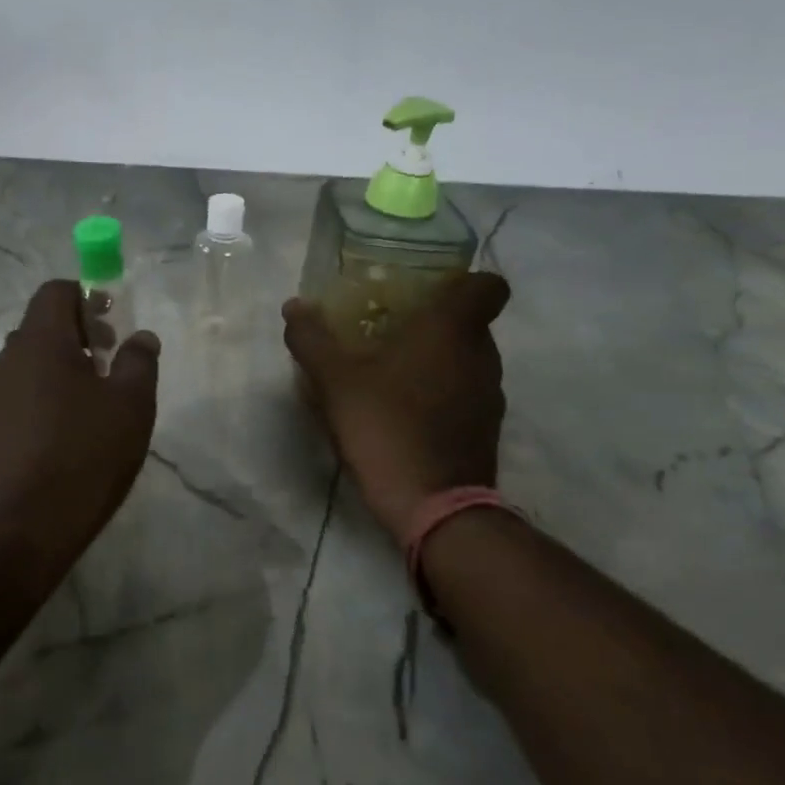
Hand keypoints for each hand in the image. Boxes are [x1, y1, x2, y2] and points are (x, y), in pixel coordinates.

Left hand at [0, 280, 160, 569]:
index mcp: (40, 340)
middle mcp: (9, 357)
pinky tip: (72, 431)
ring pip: (33, 360)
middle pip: (43, 325)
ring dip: (65, 365)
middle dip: (80, 333)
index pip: (55, 292)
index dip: (87, 297)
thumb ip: (139, 361)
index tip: (114, 323)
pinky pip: (23, 391)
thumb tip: (140, 336)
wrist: (21, 526)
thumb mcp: (130, 404)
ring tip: (97, 401)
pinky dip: (49, 392)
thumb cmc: (84, 454)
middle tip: (112, 362)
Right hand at [283, 272, 510, 542]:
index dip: (462, 280)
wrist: (432, 505)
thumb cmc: (386, 425)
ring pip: (465, 359)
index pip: (488, 284)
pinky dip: (439, 392)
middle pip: (469, 322)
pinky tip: (402, 411)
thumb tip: (294, 306)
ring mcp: (489, 395)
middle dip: (432, 321)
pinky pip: (464, 393)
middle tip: (388, 329)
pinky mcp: (485, 429)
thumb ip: (312, 339)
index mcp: (453, 329)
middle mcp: (482, 355)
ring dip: (434, 359)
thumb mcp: (334, 380)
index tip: (427, 289)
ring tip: (389, 372)